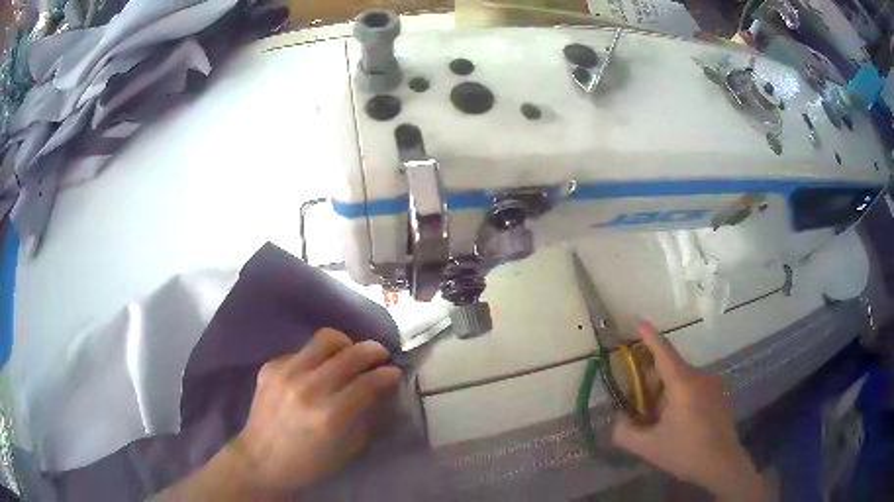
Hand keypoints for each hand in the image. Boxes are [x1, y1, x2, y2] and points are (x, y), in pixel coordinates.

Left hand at [230, 328, 400, 494]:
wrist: (261, 458)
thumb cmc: (308, 462)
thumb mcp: (346, 448)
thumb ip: (365, 416)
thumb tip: (379, 391)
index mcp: (330, 415)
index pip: (367, 382)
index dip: (386, 374)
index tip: (395, 372)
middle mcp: (309, 388)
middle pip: (349, 354)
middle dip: (372, 350)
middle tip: (380, 354)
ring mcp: (286, 373)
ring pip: (325, 339)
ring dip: (345, 343)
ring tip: (350, 352)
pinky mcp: (271, 367)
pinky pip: (301, 350)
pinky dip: (316, 357)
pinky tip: (317, 370)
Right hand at [612, 321, 763, 500]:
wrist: (721, 463)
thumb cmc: (685, 452)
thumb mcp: (649, 447)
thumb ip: (626, 433)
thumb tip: (617, 422)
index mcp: (682, 385)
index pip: (664, 353)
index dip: (650, 336)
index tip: (639, 320)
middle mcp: (700, 377)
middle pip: (672, 366)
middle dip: (653, 375)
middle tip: (639, 398)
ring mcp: (712, 385)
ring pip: (683, 377)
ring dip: (667, 388)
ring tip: (657, 415)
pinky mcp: (719, 394)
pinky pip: (695, 386)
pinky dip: (680, 394)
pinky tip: (677, 419)